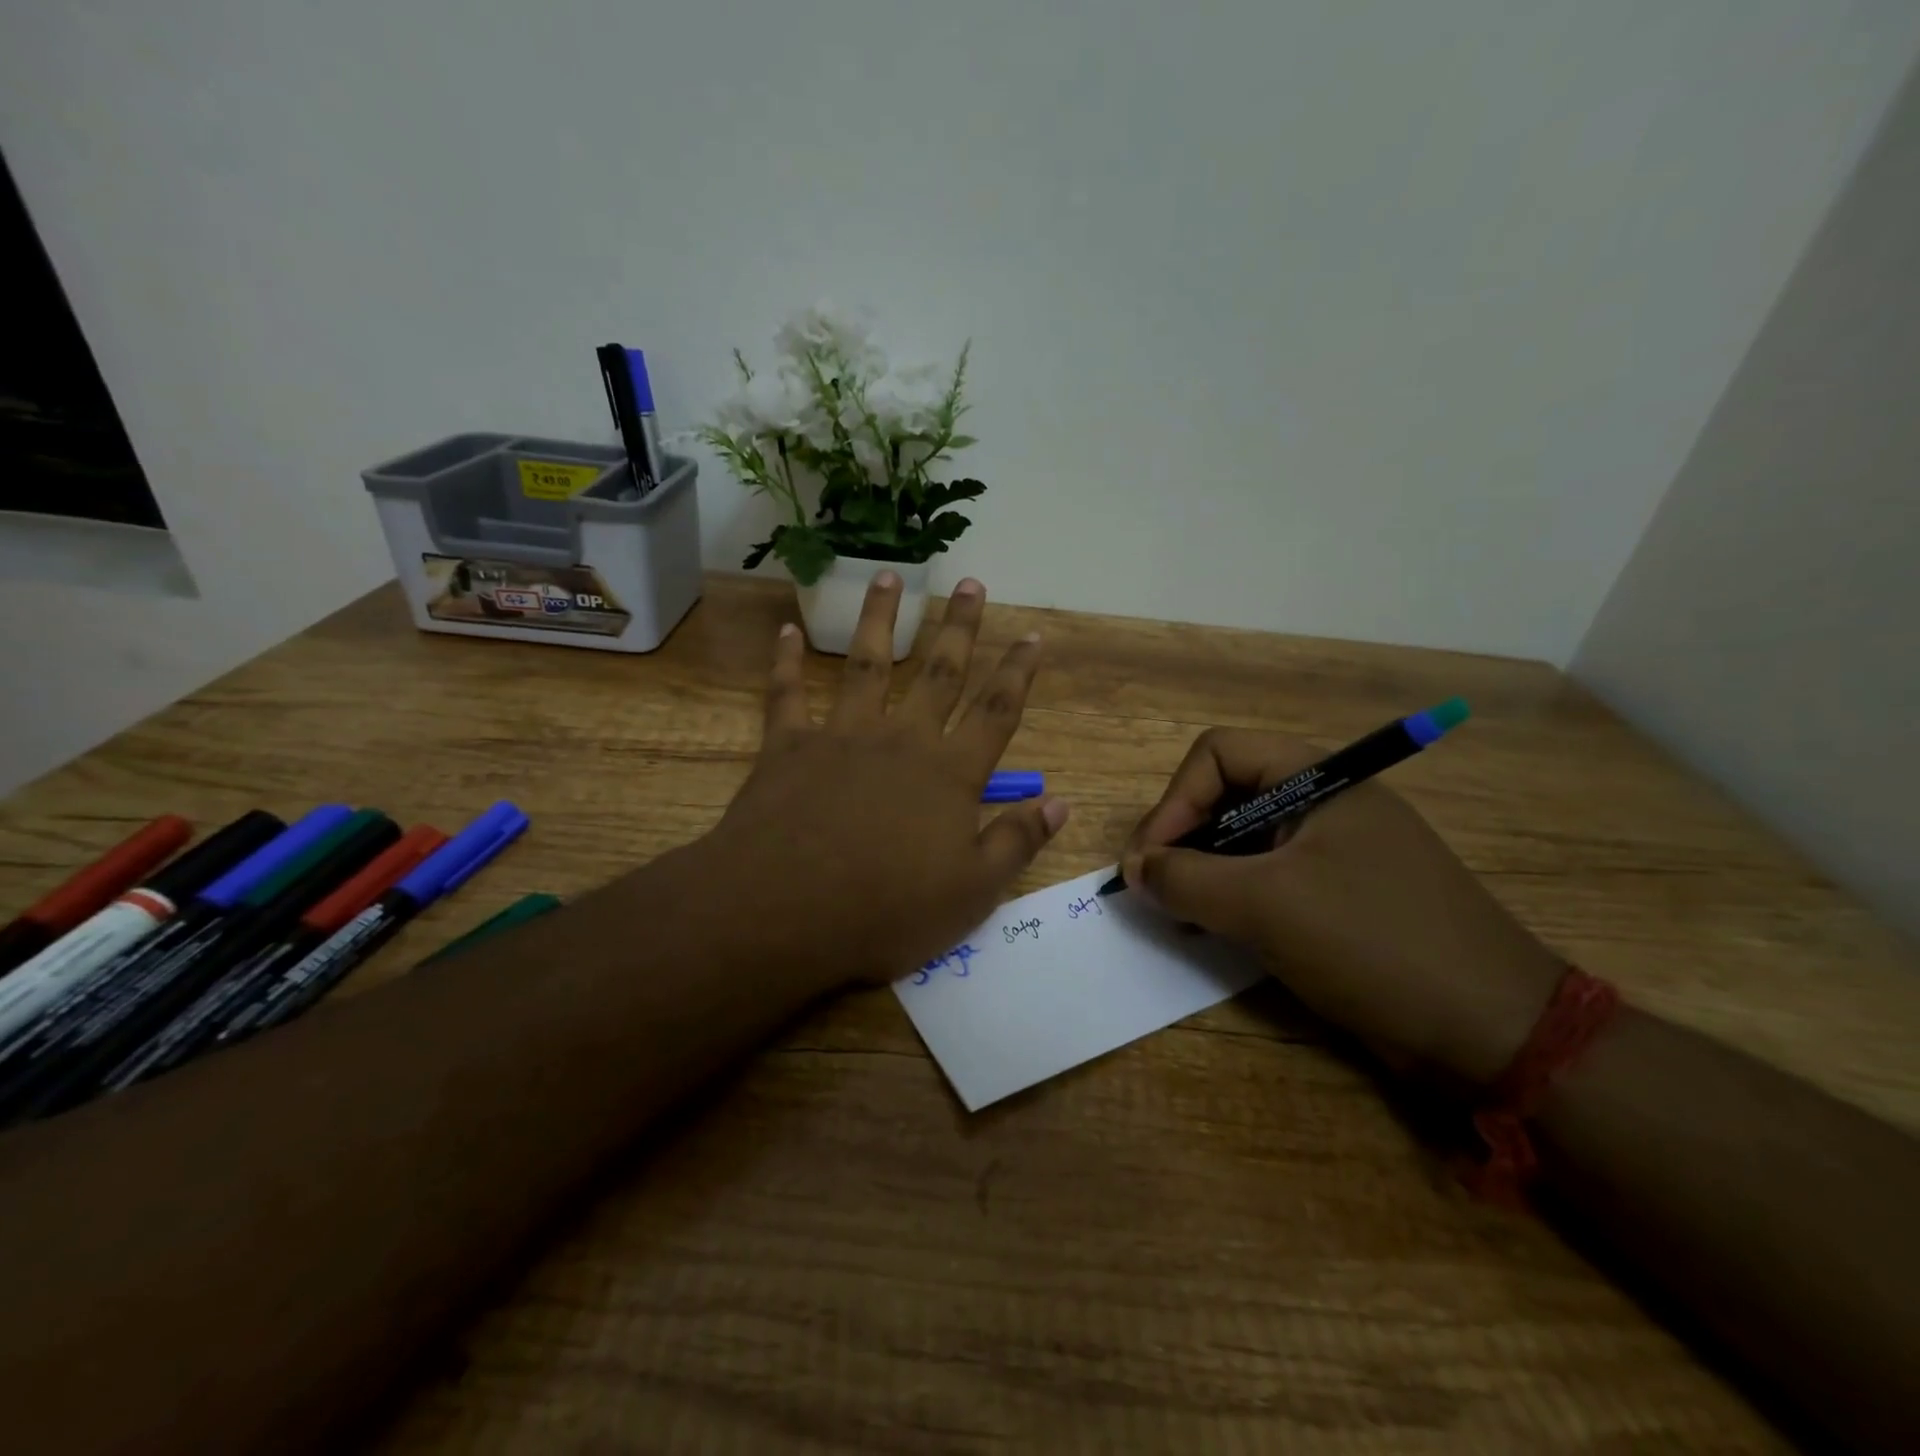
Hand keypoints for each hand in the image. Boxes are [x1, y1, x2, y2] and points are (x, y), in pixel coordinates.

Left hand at [689, 572, 1067, 991]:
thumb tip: (1060, 803)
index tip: (1032, 635)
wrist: (786, 911)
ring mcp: (843, 736)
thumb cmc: (887, 909)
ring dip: (880, 618)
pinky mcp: (789, 747)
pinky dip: (786, 661)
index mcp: (949, 774)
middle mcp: (902, 740)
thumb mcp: (972, 892)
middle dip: (959, 627)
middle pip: (939, 672)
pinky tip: (787, 630)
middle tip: (971, 582)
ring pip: (867, 664)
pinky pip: (787, 694)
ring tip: (889, 576)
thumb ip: (1016, 842)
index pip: (996, 712)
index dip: (1018, 672)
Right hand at [1120, 730, 1562, 1086]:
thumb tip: (1134, 870)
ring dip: (1204, 872)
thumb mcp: (1265, 905)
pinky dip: (1235, 898)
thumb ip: (1186, 878)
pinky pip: (1270, 878)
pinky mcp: (1342, 895)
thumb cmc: (1372, 943)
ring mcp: (1337, 850)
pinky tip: (1218, 932)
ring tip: (1182, 915)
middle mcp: (1327, 802)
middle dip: (1183, 838)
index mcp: (1320, 779)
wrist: (1493, 1033)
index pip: (1218, 753)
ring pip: (1246, 840)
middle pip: (1228, 794)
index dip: (1175, 799)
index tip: (1150, 859)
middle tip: (1157, 889)